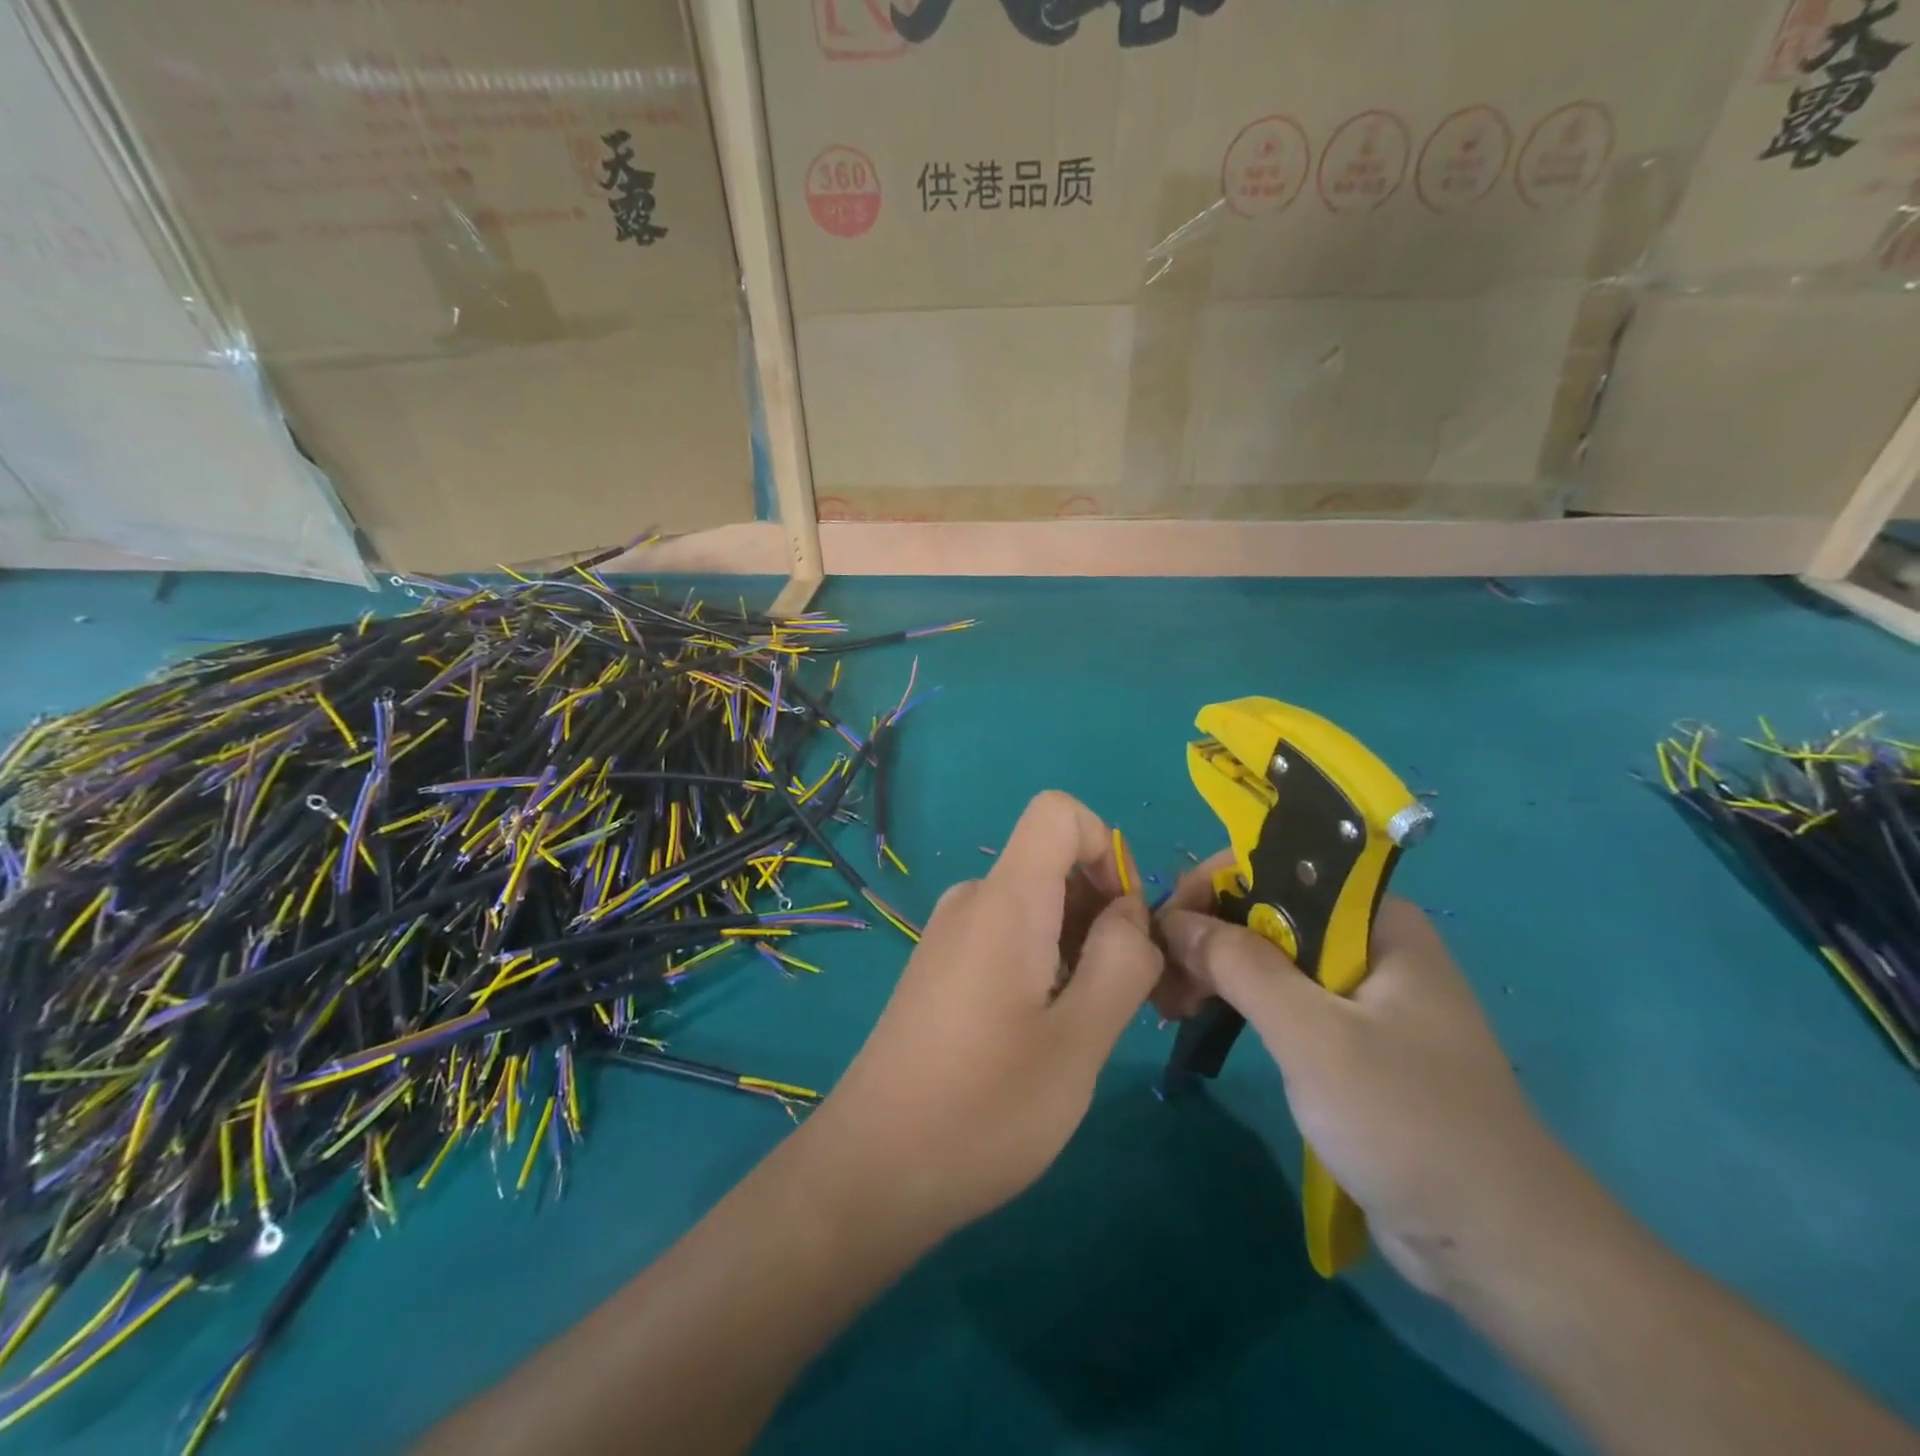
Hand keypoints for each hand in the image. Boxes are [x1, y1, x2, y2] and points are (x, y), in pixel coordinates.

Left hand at [801, 791, 1160, 1240]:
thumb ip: (1122, 961)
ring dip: (1079, 947)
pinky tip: (1045, 1036)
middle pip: (1053, 864)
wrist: (872, 1169)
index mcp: (1005, 900)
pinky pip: (1008, 935)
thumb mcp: (1079, 1040)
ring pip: (1036, 906)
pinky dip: (1045, 964)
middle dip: (1106, 912)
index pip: (1057, 811)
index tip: (1127, 923)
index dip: (1106, 848)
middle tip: (1133, 998)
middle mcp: (972, 900)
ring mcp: (951, 934)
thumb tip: (1132, 913)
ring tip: (1090, 1029)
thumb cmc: (984, 1110)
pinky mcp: (941, 968)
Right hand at [1156, 856, 1597, 1298]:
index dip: (1212, 885)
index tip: (1165, 928)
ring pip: (1268, 958)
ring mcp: (1358, 994)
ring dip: (1215, 971)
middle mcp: (1366, 944)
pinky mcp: (1349, 1040)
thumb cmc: (1409, 1121)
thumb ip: (1240, 965)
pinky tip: (1201, 1021)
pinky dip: (1237, 1003)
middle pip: (1266, 912)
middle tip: (1161, 980)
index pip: (1276, 868)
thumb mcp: (1313, 1035)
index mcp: (1375, 920)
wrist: (1497, 1245)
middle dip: (1206, 935)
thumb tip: (1173, 920)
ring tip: (1170, 1005)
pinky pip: (1280, 1000)